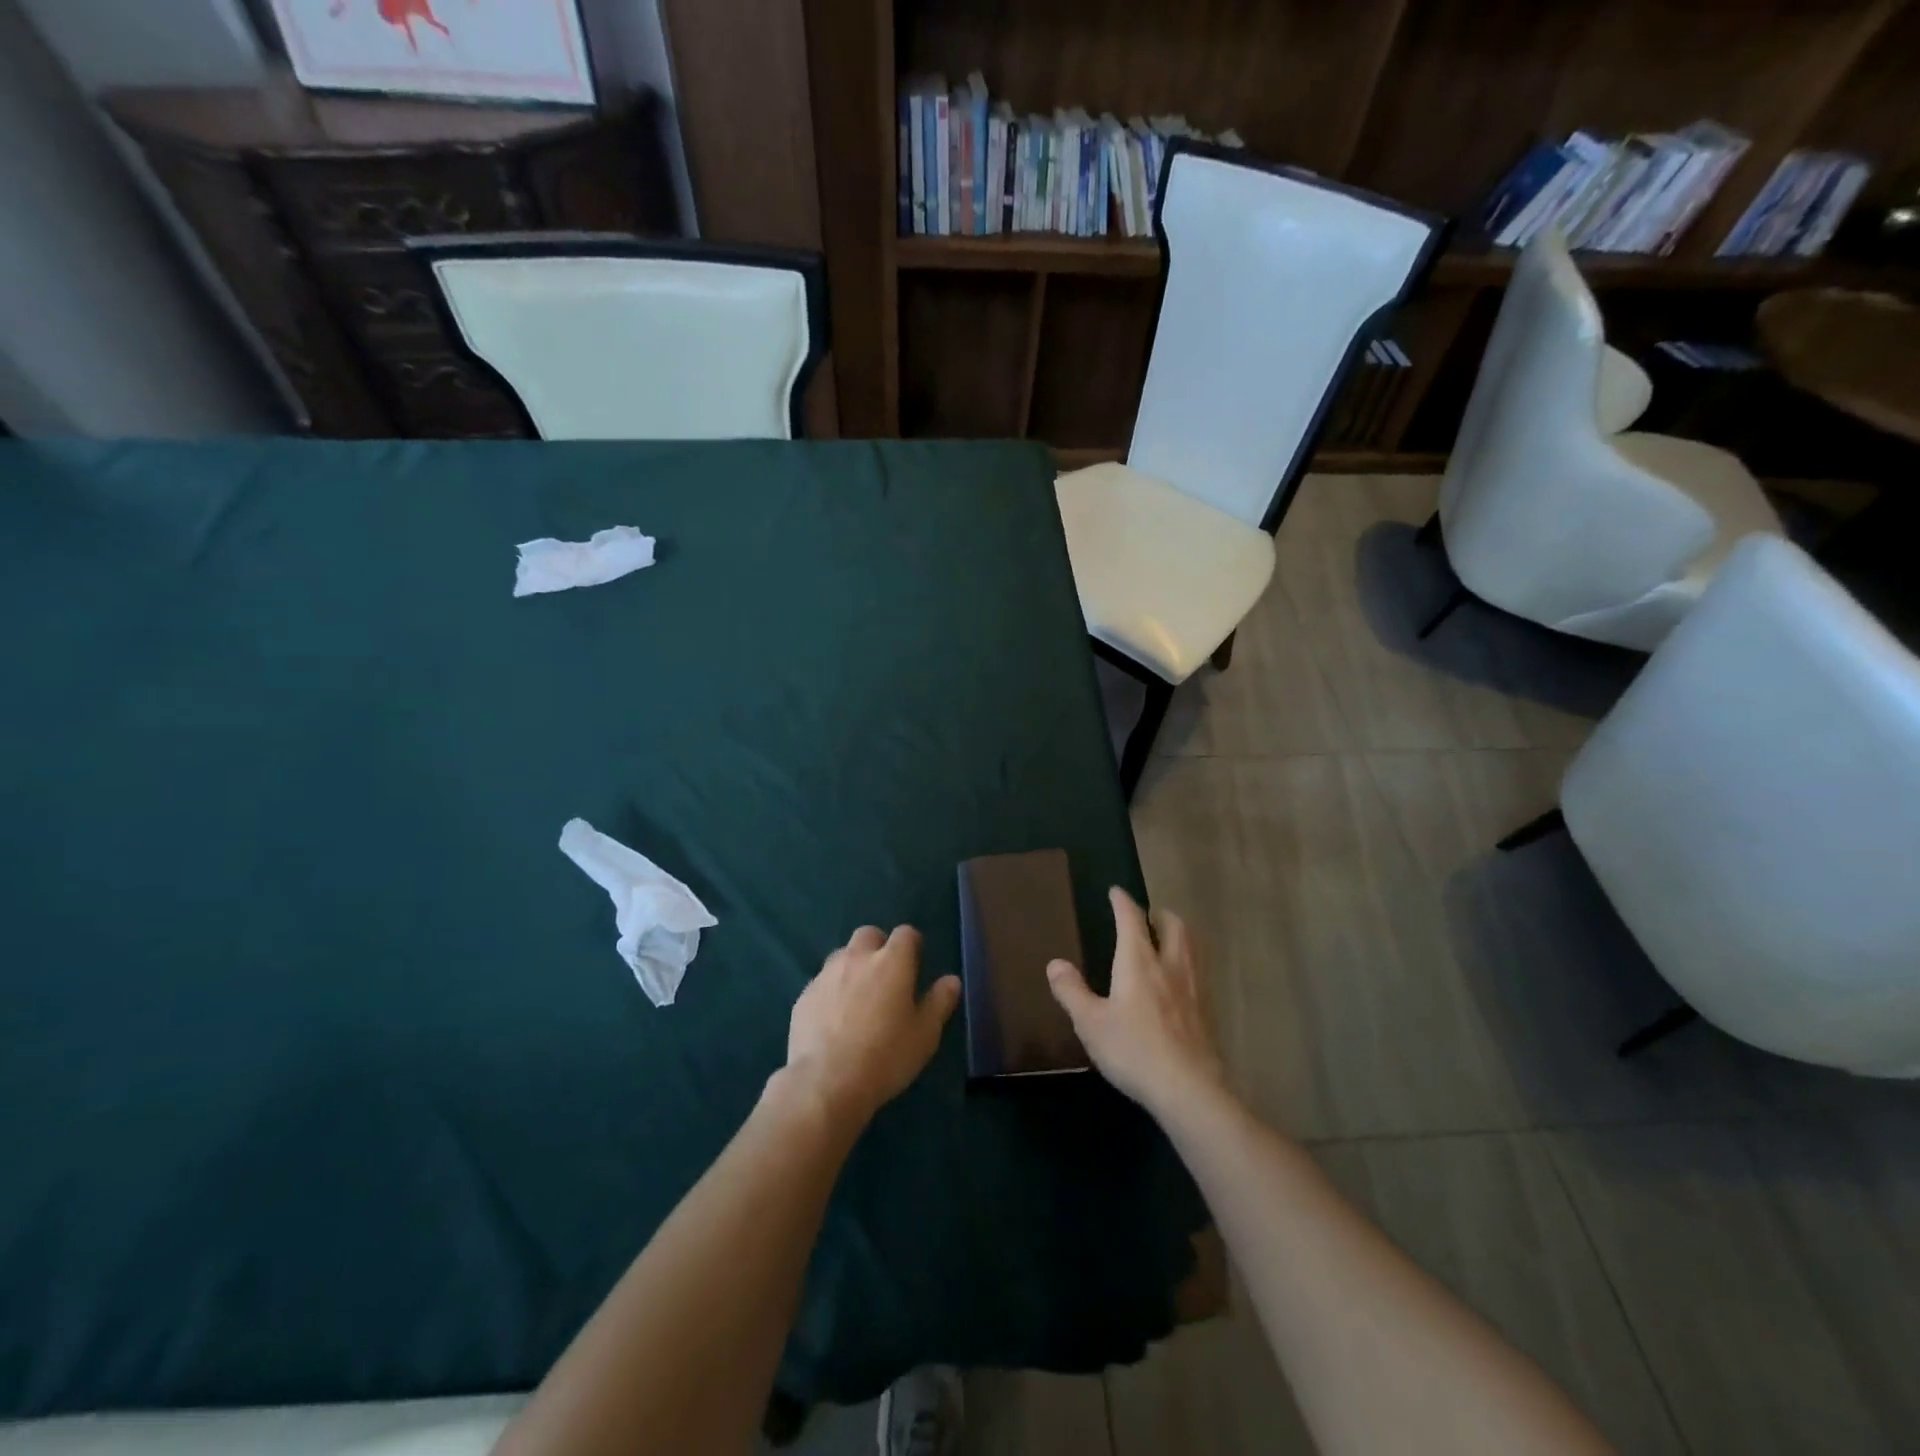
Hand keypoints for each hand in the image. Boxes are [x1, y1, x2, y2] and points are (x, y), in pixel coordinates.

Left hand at [781, 925, 960, 1129]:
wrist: (826, 1083)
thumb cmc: (886, 1056)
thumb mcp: (925, 1034)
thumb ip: (939, 1002)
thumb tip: (951, 980)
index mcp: (891, 962)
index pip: (906, 933)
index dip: (912, 944)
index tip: (916, 963)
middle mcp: (857, 958)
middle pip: (868, 935)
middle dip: (879, 947)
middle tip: (886, 977)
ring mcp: (826, 975)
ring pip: (842, 956)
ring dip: (853, 967)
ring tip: (859, 998)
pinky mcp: (804, 996)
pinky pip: (822, 983)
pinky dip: (831, 991)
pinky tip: (834, 1020)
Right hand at [1047, 888, 1225, 1119]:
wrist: (1189, 1089)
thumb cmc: (1134, 1050)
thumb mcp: (1090, 1023)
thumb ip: (1072, 991)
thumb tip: (1055, 964)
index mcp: (1138, 961)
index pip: (1131, 919)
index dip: (1122, 901)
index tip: (1115, 892)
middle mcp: (1170, 965)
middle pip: (1173, 925)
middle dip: (1159, 914)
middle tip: (1147, 917)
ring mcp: (1194, 988)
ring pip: (1191, 947)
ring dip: (1177, 936)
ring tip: (1164, 942)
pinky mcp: (1208, 1011)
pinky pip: (1197, 973)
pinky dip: (1186, 964)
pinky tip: (1177, 984)